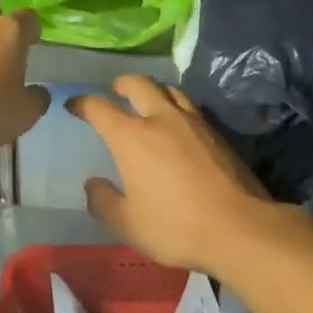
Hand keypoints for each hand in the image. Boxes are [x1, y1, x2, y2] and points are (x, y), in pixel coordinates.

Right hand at [66, 76, 293, 277]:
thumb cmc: (175, 226)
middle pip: (139, 84)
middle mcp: (161, 119)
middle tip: (115, 91)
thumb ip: (104, 202)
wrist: (239, 228)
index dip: (83, 103)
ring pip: (170, 91)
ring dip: (154, 91)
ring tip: (149, 102)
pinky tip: (178, 125)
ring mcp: (193, 123)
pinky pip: (191, 108)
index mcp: (132, 138)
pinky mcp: (217, 134)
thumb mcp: (128, 224)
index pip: (100, 108)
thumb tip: (93, 184)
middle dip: (122, 84)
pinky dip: (176, 107)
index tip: (74, 105)